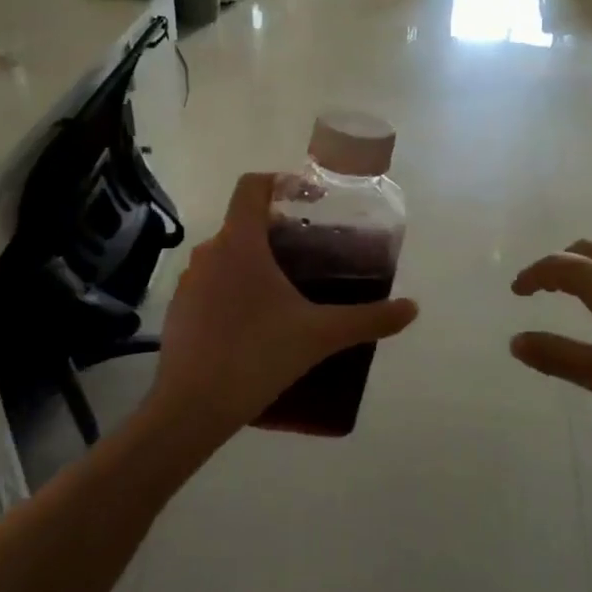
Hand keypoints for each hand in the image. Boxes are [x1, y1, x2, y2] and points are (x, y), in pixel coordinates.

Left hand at [150, 173, 417, 439]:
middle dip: (277, 229)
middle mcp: (208, 253)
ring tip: (288, 288)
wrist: (190, 408)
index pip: (251, 186)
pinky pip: (212, 285)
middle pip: (242, 222)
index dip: (280, 182)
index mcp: (239, 243)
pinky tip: (257, 323)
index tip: (309, 201)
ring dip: (255, 261)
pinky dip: (235, 289)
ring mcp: (188, 283)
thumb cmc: (256, 355)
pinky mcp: (179, 311)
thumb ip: (368, 318)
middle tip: (312, 251)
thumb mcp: (319, 335)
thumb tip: (412, 309)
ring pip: (227, 255)